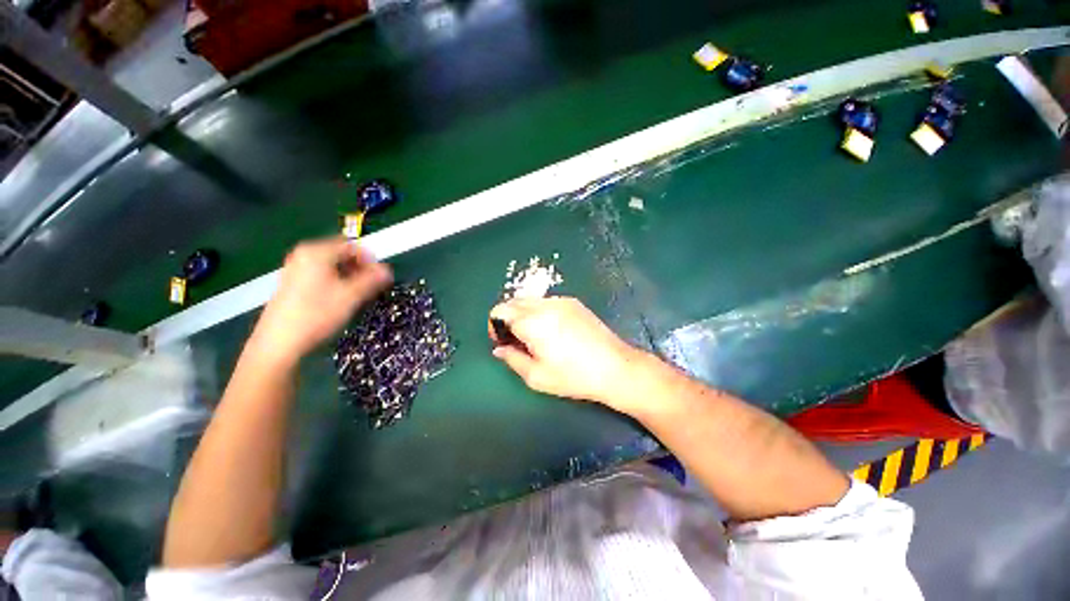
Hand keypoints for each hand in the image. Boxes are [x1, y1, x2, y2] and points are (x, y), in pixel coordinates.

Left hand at [254, 237, 391, 364]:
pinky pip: (320, 275)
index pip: (352, 246)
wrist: (279, 343)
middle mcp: (304, 254)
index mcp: (317, 252)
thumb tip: (388, 270)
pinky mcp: (291, 283)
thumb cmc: (317, 314)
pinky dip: (334, 282)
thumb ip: (372, 280)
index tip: (380, 279)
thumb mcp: (351, 296)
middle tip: (370, 288)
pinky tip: (337, 300)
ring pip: (331, 266)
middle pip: (341, 255)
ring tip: (355, 296)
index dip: (370, 261)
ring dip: (348, 277)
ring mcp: (295, 268)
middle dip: (359, 269)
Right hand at [489, 297, 639, 404]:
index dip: (495, 326)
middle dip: (508, 319)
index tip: (503, 342)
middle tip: (517, 341)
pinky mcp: (574, 302)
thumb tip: (499, 349)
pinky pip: (547, 302)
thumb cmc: (573, 376)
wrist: (615, 367)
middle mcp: (544, 305)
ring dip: (524, 314)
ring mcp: (561, 301)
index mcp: (532, 322)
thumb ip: (512, 359)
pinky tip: (553, 330)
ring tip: (535, 336)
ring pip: (530, 300)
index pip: (500, 311)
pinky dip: (540, 311)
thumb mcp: (537, 377)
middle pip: (513, 302)